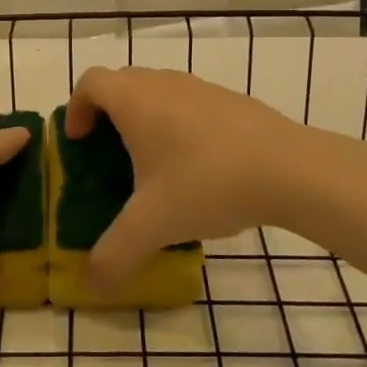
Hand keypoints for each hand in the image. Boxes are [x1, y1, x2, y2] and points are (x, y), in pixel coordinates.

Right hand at [65, 67, 303, 283]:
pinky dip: (179, 125)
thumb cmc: (206, 183)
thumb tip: (91, 284)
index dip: (76, 108)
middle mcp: (164, 83)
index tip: (79, 141)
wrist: (290, 168)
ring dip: (145, 119)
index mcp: (135, 100)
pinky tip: (197, 168)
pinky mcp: (232, 101)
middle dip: (107, 115)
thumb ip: (114, 255)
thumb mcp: (152, 226)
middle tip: (108, 155)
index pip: (90, 82)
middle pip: (122, 84)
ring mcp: (202, 88)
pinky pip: (190, 104)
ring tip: (153, 165)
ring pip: (159, 92)